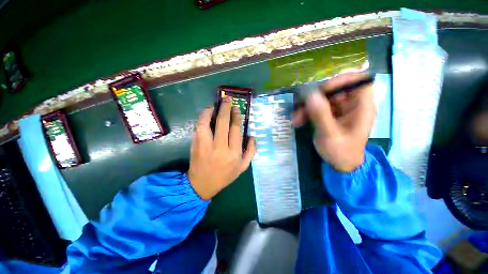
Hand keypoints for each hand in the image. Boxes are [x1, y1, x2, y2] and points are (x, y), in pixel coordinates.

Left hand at [188, 97, 255, 199]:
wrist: (202, 184)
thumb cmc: (225, 175)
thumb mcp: (243, 167)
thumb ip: (251, 151)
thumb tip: (252, 135)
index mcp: (234, 153)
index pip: (236, 130)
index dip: (237, 117)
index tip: (237, 109)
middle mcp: (221, 148)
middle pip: (224, 123)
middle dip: (226, 109)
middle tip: (227, 99)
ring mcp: (206, 146)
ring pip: (208, 124)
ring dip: (211, 111)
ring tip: (215, 104)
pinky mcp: (196, 145)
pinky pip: (199, 128)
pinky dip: (202, 118)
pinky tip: (206, 113)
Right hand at [292, 72, 375, 171]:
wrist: (341, 164)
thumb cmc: (341, 152)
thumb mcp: (330, 135)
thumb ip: (321, 115)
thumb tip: (310, 94)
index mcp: (361, 106)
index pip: (358, 80)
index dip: (340, 80)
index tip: (322, 90)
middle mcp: (351, 104)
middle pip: (334, 89)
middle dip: (315, 98)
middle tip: (301, 108)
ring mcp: (339, 109)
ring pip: (321, 98)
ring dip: (306, 107)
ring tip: (295, 119)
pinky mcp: (330, 114)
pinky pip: (316, 107)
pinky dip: (306, 113)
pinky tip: (298, 121)